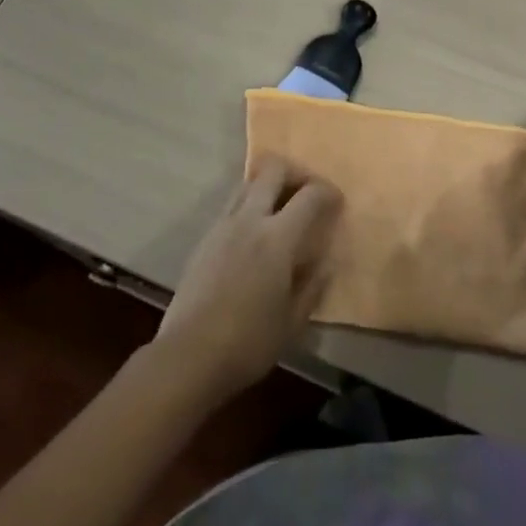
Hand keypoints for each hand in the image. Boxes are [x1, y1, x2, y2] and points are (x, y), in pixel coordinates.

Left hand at [155, 157, 340, 403]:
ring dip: (269, 184)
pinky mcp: (206, 237)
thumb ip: (312, 287)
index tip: (337, 202)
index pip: (309, 195)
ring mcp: (223, 224)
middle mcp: (250, 219)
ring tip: (281, 209)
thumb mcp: (292, 323)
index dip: (327, 192)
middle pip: (274, 169)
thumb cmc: (248, 343)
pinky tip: (255, 233)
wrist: (188, 355)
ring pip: (249, 181)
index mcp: (277, 238)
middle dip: (296, 173)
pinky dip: (250, 204)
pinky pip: (233, 204)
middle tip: (308, 193)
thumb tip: (325, 263)